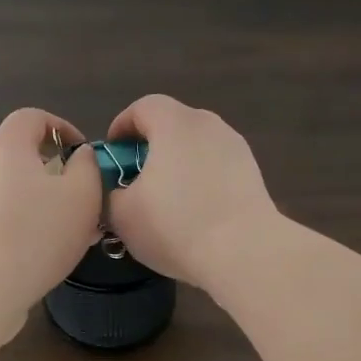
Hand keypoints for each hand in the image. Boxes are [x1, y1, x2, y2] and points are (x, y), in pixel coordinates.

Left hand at [0, 108, 105, 331]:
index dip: (61, 127)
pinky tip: (41, 248)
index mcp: (7, 145)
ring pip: (9, 185)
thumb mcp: (82, 194)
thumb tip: (79, 155)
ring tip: (65, 226)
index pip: (32, 117)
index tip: (81, 152)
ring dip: (37, 197)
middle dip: (50, 166)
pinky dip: (20, 219)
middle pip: (18, 151)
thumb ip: (87, 166)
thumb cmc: (38, 232)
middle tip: (77, 191)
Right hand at [104, 95, 279, 292]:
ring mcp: (235, 147)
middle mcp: (208, 124)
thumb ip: (108, 192)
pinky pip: (216, 166)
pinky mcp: (252, 172)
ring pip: (195, 146)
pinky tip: (194, 213)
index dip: (122, 127)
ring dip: (176, 165)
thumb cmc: (175, 225)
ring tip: (164, 200)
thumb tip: (116, 189)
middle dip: (149, 147)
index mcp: (174, 123)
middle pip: (171, 124)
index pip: (142, 107)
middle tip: (134, 179)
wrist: (245, 253)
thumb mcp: (121, 214)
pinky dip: (200, 180)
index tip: (112, 155)